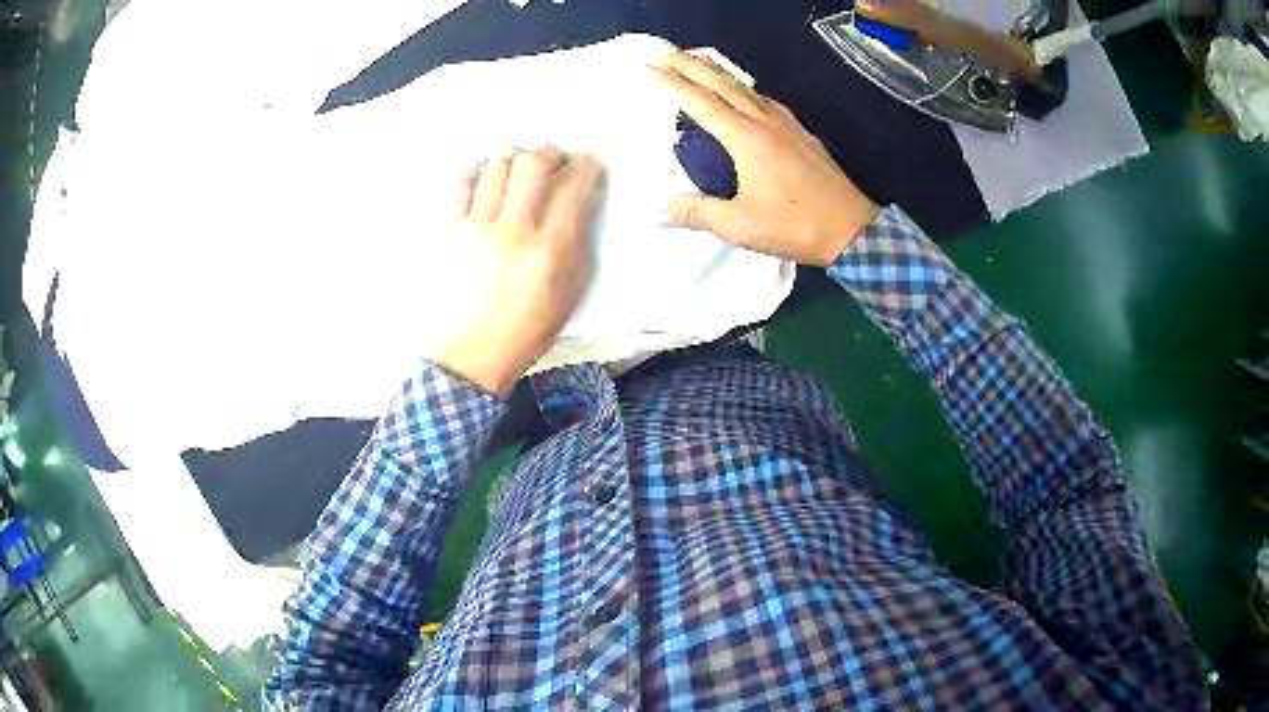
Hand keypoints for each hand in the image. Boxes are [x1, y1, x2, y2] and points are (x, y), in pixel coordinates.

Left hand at [432, 147, 604, 397]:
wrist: (475, 352)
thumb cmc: (530, 327)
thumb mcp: (570, 291)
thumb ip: (579, 241)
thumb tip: (581, 200)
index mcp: (550, 249)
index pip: (574, 186)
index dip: (586, 165)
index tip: (587, 164)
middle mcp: (514, 230)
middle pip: (532, 163)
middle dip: (550, 152)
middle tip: (554, 160)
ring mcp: (477, 228)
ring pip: (497, 166)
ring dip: (514, 159)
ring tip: (519, 171)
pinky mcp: (451, 231)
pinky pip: (462, 183)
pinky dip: (478, 171)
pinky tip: (487, 179)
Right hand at [650, 48, 878, 266]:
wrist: (851, 229)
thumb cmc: (794, 226)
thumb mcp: (739, 225)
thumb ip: (695, 213)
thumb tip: (657, 211)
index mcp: (745, 139)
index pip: (699, 101)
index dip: (671, 83)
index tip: (647, 70)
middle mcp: (764, 121)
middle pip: (720, 82)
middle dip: (688, 63)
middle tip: (663, 52)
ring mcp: (786, 123)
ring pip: (744, 86)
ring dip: (715, 71)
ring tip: (694, 63)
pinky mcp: (801, 131)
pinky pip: (763, 98)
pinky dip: (741, 87)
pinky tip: (740, 92)